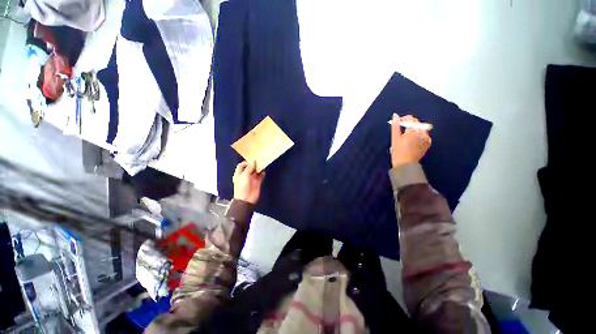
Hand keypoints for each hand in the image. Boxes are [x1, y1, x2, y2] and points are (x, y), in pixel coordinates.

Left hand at [233, 161, 264, 203]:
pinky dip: (262, 174)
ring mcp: (252, 179)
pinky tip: (263, 172)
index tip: (251, 162)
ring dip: (259, 169)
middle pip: (250, 168)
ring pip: (256, 171)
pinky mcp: (257, 182)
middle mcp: (245, 175)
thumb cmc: (242, 187)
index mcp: (239, 174)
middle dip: (254, 165)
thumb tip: (253, 162)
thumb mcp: (244, 175)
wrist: (246, 199)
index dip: (246, 163)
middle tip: (258, 162)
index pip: (242, 165)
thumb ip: (249, 168)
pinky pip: (261, 176)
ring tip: (262, 166)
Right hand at [391, 114, 431, 167]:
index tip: (398, 123)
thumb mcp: (395, 138)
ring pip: (421, 128)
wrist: (406, 165)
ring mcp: (427, 138)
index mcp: (413, 130)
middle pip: (416, 123)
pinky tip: (412, 141)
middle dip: (409, 124)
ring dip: (414, 129)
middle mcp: (422, 132)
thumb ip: (395, 126)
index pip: (410, 119)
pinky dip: (419, 135)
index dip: (404, 119)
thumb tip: (395, 115)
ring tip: (406, 136)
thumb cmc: (398, 152)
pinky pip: (424, 134)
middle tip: (401, 130)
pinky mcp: (428, 142)